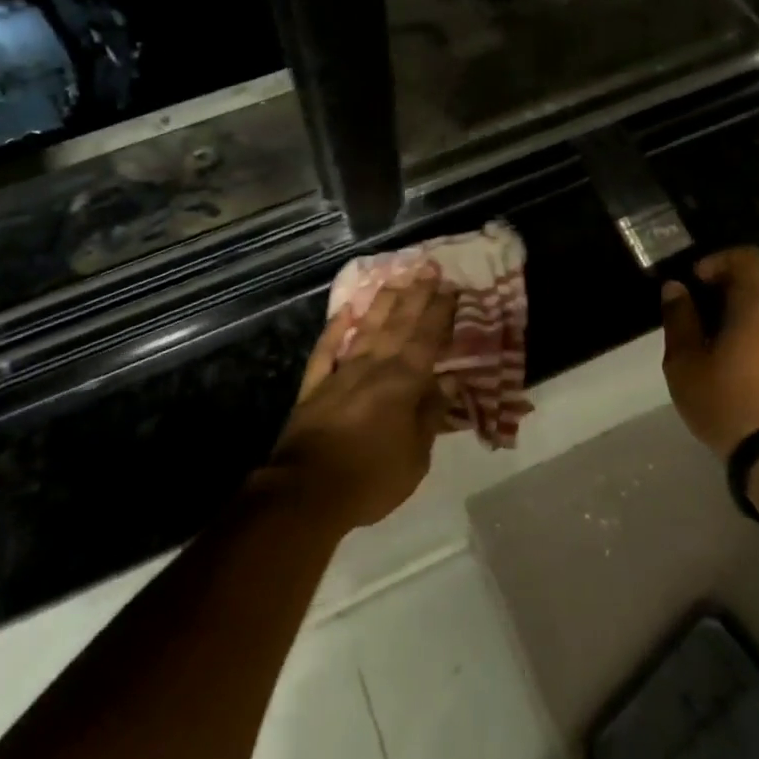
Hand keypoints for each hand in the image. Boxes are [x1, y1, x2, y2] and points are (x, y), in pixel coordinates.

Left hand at [266, 270, 455, 530]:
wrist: (307, 491)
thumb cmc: (371, 478)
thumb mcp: (416, 456)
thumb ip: (431, 413)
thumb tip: (449, 380)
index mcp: (403, 382)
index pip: (426, 338)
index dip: (439, 312)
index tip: (450, 287)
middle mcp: (374, 366)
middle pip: (399, 324)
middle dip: (416, 294)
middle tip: (428, 267)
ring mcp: (341, 371)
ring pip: (366, 327)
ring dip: (382, 302)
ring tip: (396, 278)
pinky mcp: (315, 385)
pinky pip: (326, 349)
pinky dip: (335, 328)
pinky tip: (345, 310)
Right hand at [661, 247, 758, 458]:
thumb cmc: (728, 401)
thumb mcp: (685, 362)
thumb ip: (679, 320)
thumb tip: (676, 288)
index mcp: (757, 307)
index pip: (746, 258)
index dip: (717, 261)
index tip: (695, 283)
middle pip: (752, 292)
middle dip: (720, 301)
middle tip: (691, 326)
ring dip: (734, 328)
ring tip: (706, 358)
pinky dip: (750, 349)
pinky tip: (728, 379)